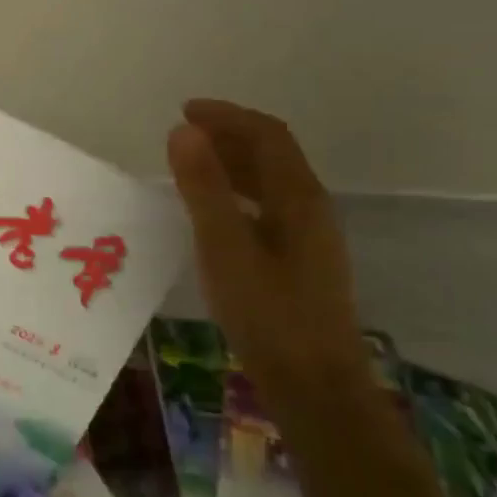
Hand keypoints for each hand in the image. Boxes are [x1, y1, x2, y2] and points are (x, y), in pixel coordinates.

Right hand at [166, 99, 364, 392]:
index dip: (226, 116)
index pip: (266, 136)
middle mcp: (310, 209)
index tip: (184, 111)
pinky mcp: (299, 262)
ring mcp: (308, 237)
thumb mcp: (225, 247)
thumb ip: (204, 187)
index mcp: (298, 198)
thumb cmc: (268, 314)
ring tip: (190, 165)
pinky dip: (236, 194)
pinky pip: (266, 208)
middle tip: (182, 134)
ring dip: (232, 164)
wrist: (313, 385)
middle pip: (272, 155)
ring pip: (270, 182)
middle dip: (228, 135)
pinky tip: (212, 213)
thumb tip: (183, 131)